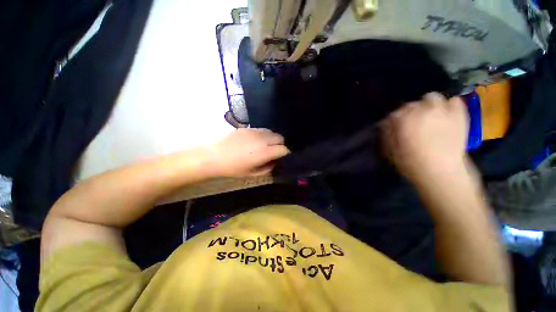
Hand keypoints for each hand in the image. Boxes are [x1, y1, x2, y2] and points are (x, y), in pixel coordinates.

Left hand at [205, 128, 289, 177]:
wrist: (215, 156)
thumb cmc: (234, 168)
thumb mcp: (253, 173)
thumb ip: (268, 168)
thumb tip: (275, 162)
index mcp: (264, 152)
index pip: (283, 149)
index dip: (285, 153)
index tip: (282, 157)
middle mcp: (262, 139)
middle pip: (280, 138)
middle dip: (280, 145)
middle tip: (274, 151)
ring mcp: (255, 132)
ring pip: (271, 132)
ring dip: (272, 139)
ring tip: (266, 145)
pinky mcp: (248, 128)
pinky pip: (261, 129)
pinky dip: (264, 135)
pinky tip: (256, 141)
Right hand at [382, 92, 469, 184]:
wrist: (441, 171)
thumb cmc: (411, 162)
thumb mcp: (390, 149)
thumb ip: (387, 132)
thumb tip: (386, 122)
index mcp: (401, 119)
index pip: (394, 113)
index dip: (394, 121)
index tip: (396, 129)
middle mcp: (420, 109)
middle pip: (411, 104)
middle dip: (410, 113)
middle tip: (413, 125)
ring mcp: (441, 109)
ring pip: (431, 97)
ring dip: (428, 105)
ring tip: (430, 116)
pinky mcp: (459, 113)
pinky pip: (454, 101)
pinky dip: (449, 106)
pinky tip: (446, 115)